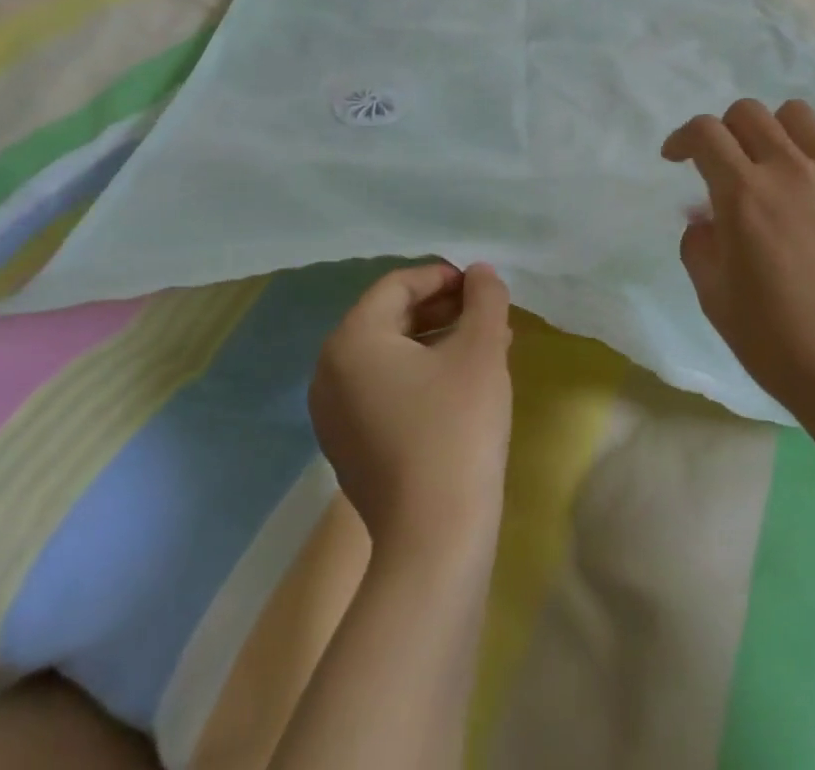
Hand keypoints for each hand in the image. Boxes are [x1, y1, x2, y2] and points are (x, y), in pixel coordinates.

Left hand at [309, 262, 513, 555]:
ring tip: (482, 347)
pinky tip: (458, 387)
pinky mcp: (346, 447)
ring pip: (387, 355)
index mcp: (352, 340)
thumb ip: (485, 299)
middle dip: (441, 309)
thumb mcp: (482, 350)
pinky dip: (417, 375)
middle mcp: (329, 371)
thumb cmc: (457, 428)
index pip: (397, 286)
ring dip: (434, 341)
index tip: (481, 286)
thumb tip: (481, 273)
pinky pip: (381, 389)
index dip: (442, 276)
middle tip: (485, 315)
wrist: (434, 540)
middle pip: (388, 318)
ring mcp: (332, 414)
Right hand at [662, 100, 814, 417]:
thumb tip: (706, 217)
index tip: (677, 157)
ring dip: (775, 133)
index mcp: (744, 195)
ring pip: (798, 116)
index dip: (683, 138)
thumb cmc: (780, 344)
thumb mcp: (715, 298)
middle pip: (749, 113)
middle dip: (725, 131)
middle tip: (727, 165)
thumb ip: (699, 244)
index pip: (705, 133)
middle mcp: (791, 170)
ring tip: (777, 167)